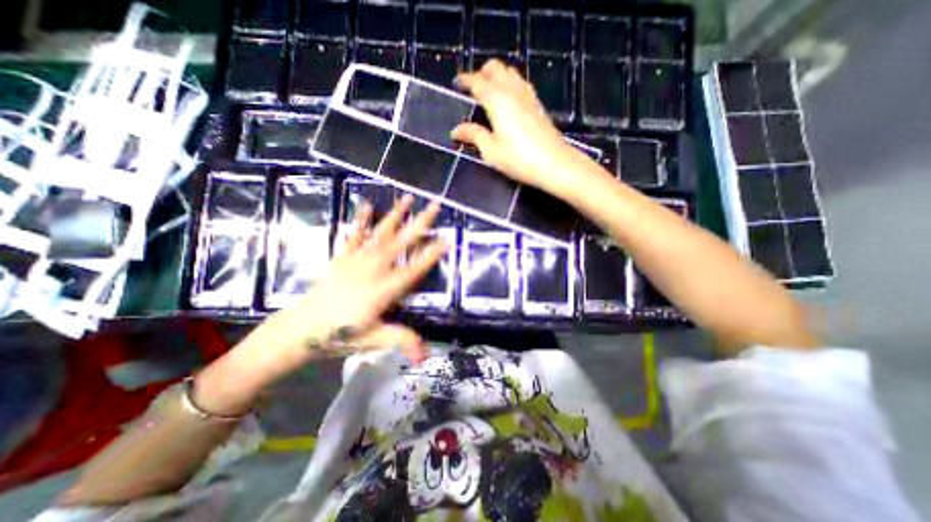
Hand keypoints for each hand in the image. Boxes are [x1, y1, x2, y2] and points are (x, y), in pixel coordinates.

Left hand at [279, 194, 445, 356]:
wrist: (300, 330)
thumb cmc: (340, 335)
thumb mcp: (373, 340)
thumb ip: (401, 341)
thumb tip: (426, 356)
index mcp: (383, 289)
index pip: (413, 269)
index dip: (431, 255)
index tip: (447, 240)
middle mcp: (372, 269)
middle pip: (400, 243)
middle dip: (420, 223)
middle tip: (434, 205)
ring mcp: (356, 260)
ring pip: (380, 233)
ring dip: (395, 214)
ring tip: (407, 198)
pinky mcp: (343, 258)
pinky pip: (353, 235)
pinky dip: (360, 219)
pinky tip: (367, 204)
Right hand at [450, 59, 586, 192]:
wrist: (554, 163)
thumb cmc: (518, 159)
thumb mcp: (491, 151)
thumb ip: (473, 136)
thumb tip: (456, 130)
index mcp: (497, 100)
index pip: (477, 81)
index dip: (465, 79)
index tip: (456, 82)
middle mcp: (512, 90)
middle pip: (496, 68)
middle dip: (482, 72)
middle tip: (472, 87)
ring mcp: (528, 95)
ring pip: (510, 73)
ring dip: (497, 76)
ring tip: (488, 92)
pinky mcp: (537, 104)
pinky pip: (520, 84)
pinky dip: (509, 84)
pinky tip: (507, 100)